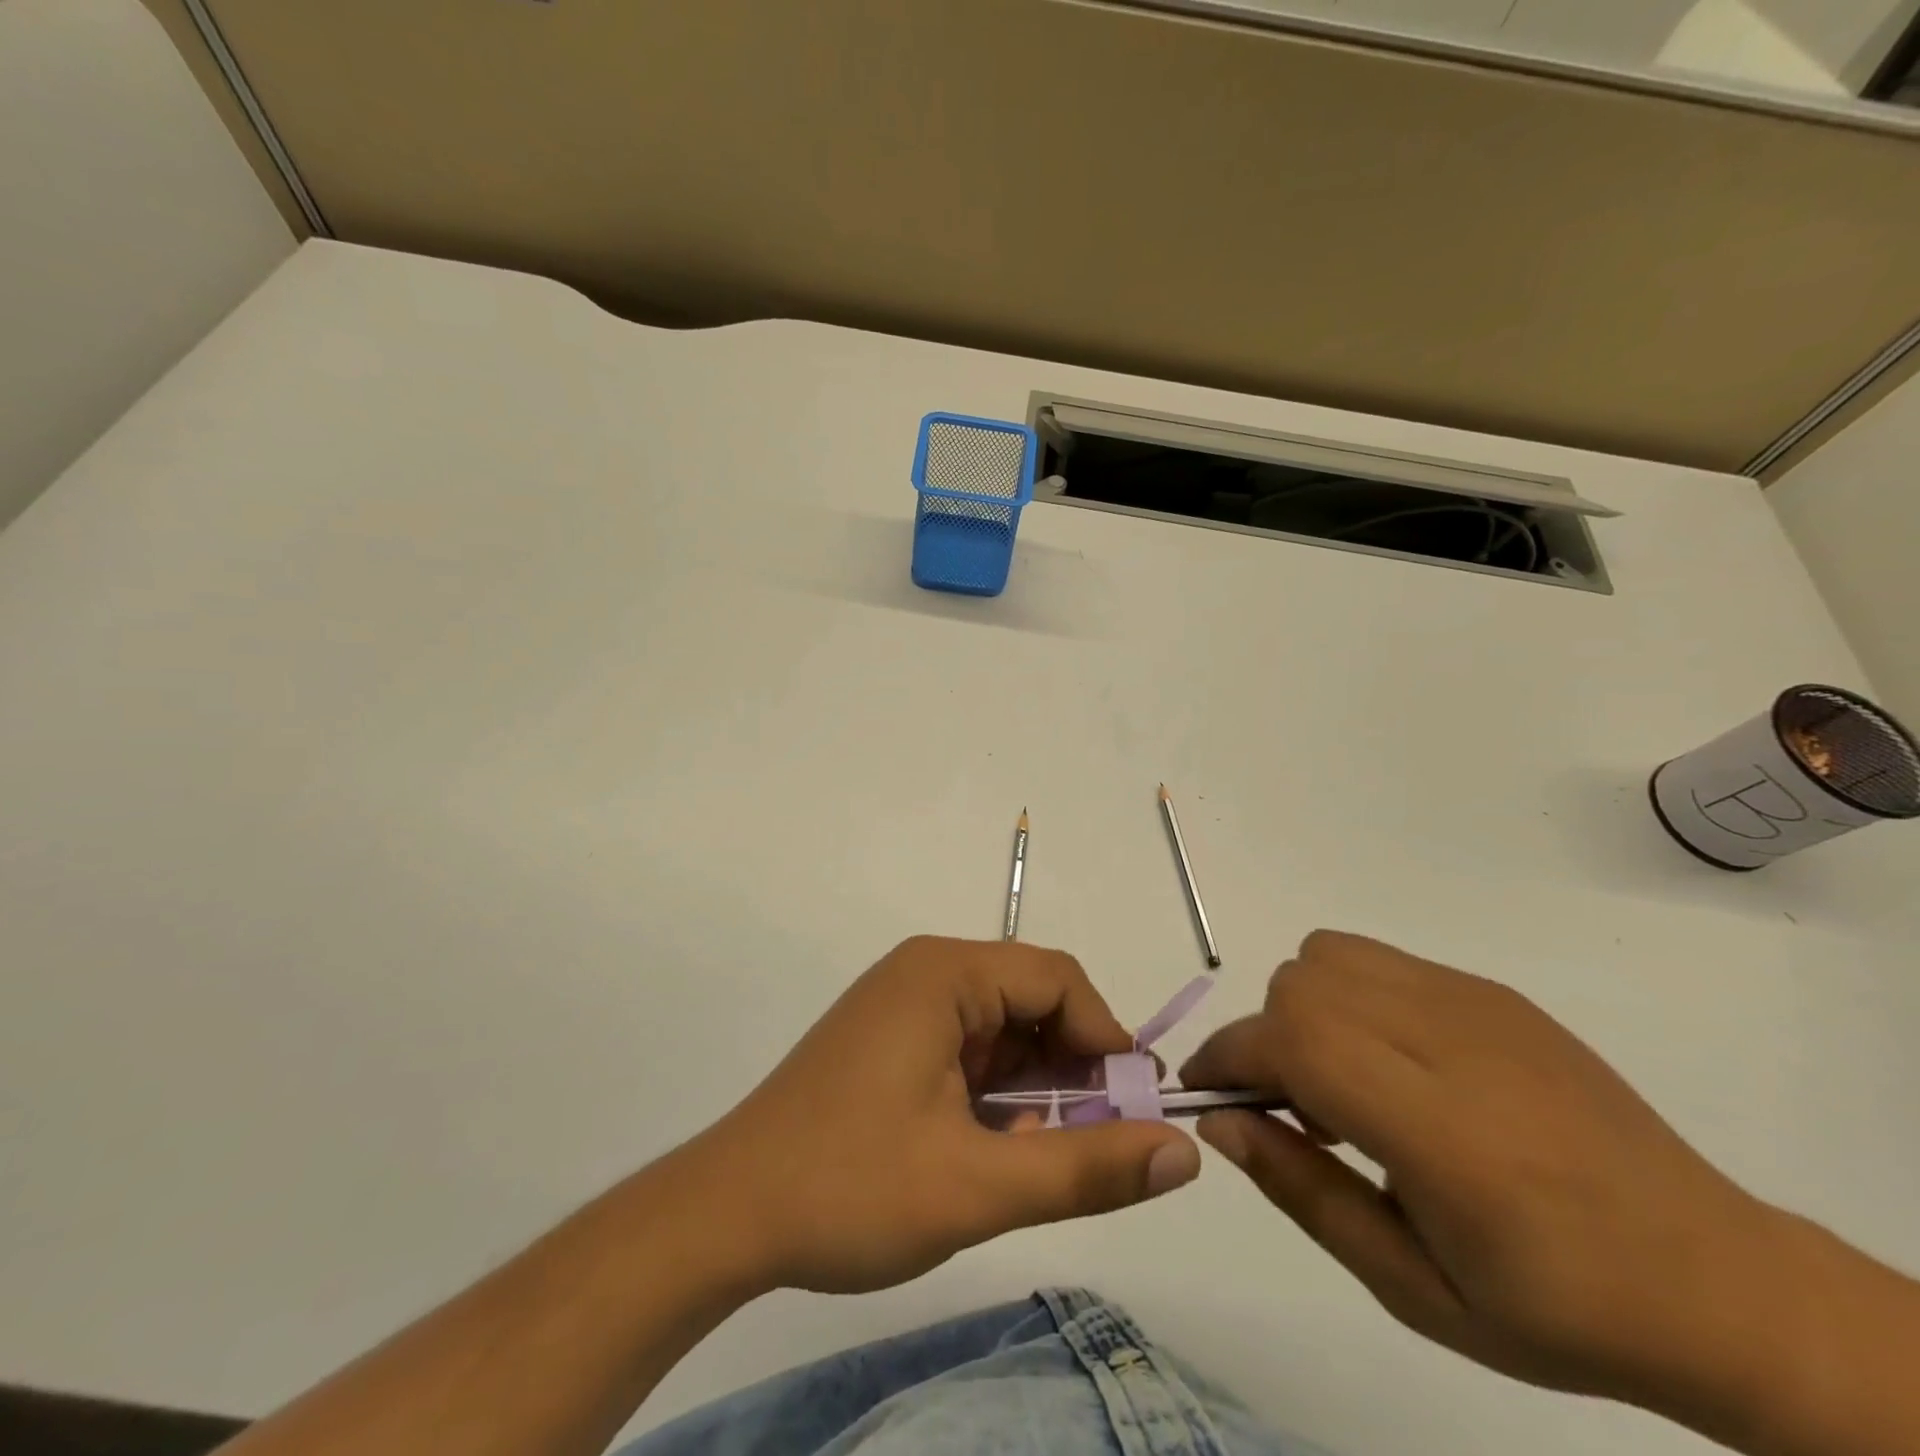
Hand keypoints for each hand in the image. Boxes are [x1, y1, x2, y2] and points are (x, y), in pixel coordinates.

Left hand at [687, 936, 1199, 1294]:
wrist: (727, 1215)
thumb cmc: (850, 1186)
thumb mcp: (979, 1186)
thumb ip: (1087, 1168)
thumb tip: (1183, 1154)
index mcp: (944, 974)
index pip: (1057, 978)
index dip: (1105, 1036)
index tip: (1134, 1109)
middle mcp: (925, 972)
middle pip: (1030, 998)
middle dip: (1073, 1064)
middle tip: (1100, 1140)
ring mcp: (903, 1004)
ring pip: (1002, 1027)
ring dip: (1037, 1083)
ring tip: (1050, 1151)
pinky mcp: (891, 1039)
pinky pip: (968, 1047)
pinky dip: (998, 1089)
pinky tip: (1002, 1144)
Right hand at [1179, 931, 1802, 1428]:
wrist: (1716, 1280)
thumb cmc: (1558, 1308)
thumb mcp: (1414, 1288)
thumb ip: (1303, 1192)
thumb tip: (1220, 1121)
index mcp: (1444, 1133)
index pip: (1296, 1042)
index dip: (1229, 1055)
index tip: (1209, 1093)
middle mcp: (1455, 1044)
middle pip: (1300, 986)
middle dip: (1265, 1038)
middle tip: (1293, 1108)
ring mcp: (1476, 1004)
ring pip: (1329, 955)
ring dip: (1303, 1008)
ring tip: (1340, 1078)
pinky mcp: (1491, 991)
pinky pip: (1377, 959)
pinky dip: (1347, 996)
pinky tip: (1390, 1062)